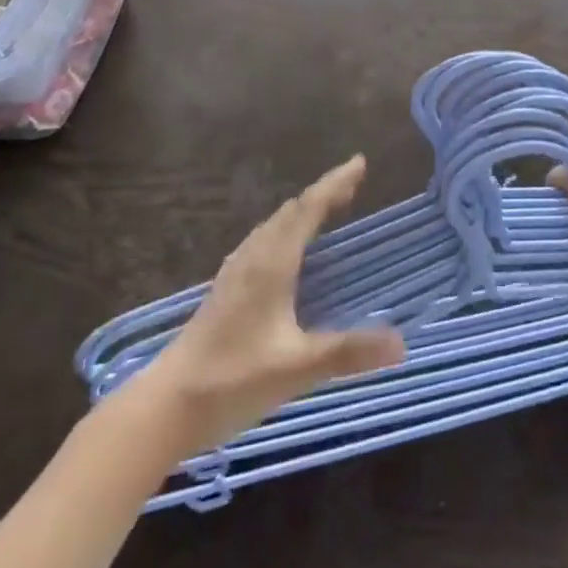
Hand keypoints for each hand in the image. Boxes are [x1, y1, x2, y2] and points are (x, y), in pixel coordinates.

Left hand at [138, 156, 405, 451]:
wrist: (166, 405)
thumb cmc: (232, 379)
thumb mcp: (296, 367)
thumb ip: (348, 353)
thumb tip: (400, 343)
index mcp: (272, 263)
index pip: (308, 209)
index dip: (335, 183)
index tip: (359, 163)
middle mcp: (253, 257)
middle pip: (291, 211)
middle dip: (322, 194)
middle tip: (352, 187)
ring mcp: (235, 272)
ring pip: (273, 226)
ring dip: (302, 212)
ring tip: (325, 211)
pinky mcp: (226, 290)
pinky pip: (262, 242)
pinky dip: (285, 231)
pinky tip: (285, 253)